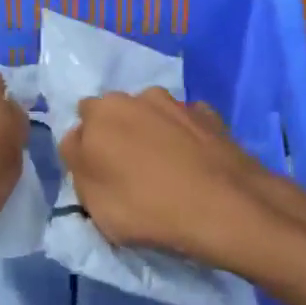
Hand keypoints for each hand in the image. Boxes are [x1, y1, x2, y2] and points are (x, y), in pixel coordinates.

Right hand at [59, 90, 302, 269]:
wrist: (225, 207)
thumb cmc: (146, 207)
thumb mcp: (93, 202)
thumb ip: (80, 167)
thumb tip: (82, 144)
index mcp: (99, 113)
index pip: (80, 128)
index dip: (87, 154)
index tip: (99, 179)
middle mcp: (135, 97)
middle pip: (117, 116)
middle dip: (119, 136)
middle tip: (130, 174)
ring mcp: (176, 103)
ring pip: (153, 117)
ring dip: (153, 134)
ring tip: (167, 171)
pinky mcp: (210, 116)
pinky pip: (186, 126)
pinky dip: (186, 140)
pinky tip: (195, 166)